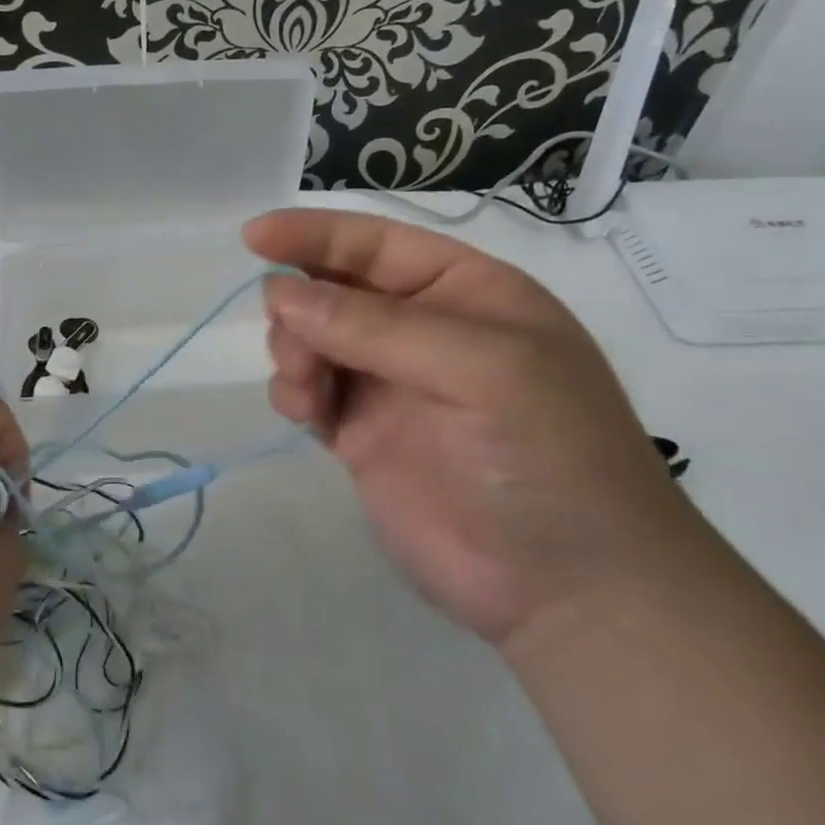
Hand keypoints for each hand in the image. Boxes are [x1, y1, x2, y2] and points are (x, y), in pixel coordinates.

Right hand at [247, 209, 694, 649]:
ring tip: (307, 391)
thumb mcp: (482, 370)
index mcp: (464, 292)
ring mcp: (391, 385)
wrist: (570, 591)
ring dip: (294, 351)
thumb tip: (279, 292)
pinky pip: (309, 392)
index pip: (376, 244)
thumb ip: (376, 327)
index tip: (254, 236)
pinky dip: (294, 392)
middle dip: (301, 304)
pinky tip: (306, 414)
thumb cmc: (547, 457)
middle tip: (297, 346)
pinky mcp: (363, 436)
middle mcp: (423, 331)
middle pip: (334, 289)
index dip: (314, 234)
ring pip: (312, 339)